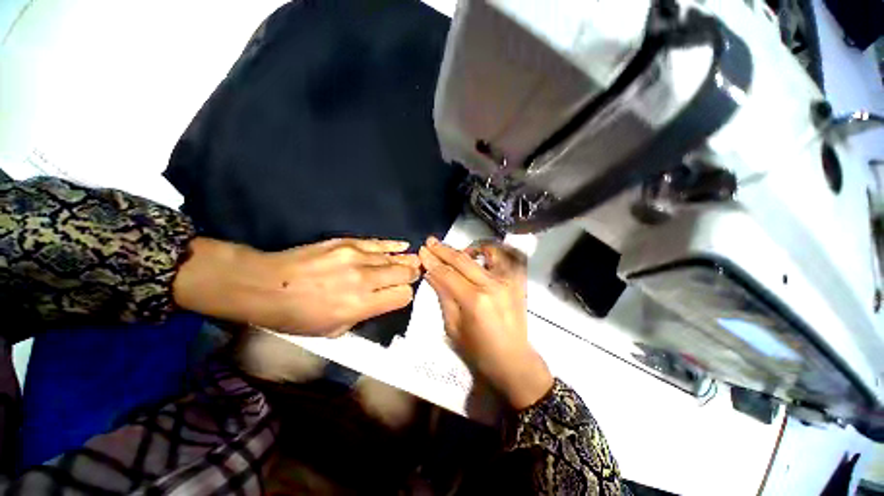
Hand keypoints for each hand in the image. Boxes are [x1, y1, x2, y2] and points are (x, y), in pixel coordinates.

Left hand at [175, 237, 419, 336]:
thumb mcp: (333, 330)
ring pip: (394, 258)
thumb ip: (364, 315)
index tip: (399, 295)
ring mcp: (357, 257)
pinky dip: (394, 246)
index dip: (404, 296)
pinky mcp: (348, 242)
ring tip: (415, 261)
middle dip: (410, 276)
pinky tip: (404, 246)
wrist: (267, 285)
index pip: (402, 296)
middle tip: (411, 276)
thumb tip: (382, 300)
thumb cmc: (298, 316)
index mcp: (361, 305)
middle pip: (403, 273)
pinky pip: (379, 243)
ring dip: (406, 261)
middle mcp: (365, 279)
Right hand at [418, 237, 552, 409]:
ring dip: (467, 248)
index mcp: (474, 300)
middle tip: (430, 241)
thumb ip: (443, 296)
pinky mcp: (517, 281)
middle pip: (462, 260)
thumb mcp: (452, 327)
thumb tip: (431, 273)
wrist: (513, 359)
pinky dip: (492, 251)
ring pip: (485, 253)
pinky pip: (505, 257)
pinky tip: (480, 255)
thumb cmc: (478, 350)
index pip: (447, 274)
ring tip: (456, 251)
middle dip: (443, 250)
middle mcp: (492, 285)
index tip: (422, 251)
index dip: (432, 261)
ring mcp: (508, 281)